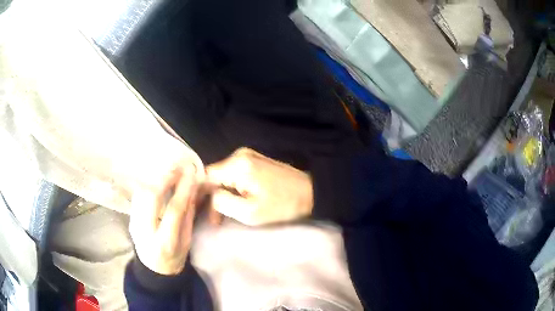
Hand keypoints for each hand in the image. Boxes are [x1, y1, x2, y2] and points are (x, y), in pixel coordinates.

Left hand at [129, 164, 199, 274]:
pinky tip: (158, 177)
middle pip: (151, 197)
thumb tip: (192, 190)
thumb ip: (188, 216)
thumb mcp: (187, 241)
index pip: (174, 211)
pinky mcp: (130, 218)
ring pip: (141, 193)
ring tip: (169, 168)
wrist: (154, 268)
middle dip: (166, 178)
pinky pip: (138, 195)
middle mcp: (146, 231)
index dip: (183, 190)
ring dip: (156, 177)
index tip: (192, 174)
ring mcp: (134, 223)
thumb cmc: (175, 258)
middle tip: (179, 166)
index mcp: (165, 242)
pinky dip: (148, 183)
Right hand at [206, 148, 312, 225]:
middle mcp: (239, 155)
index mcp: (237, 165)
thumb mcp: (250, 212)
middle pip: (214, 175)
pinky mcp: (254, 160)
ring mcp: (248, 155)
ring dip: (222, 194)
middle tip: (216, 220)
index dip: (200, 194)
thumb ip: (223, 203)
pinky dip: (231, 188)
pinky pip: (234, 174)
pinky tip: (234, 202)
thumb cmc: (282, 205)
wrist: (310, 193)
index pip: (206, 176)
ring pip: (223, 175)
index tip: (201, 212)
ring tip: (224, 215)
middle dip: (212, 197)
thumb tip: (211, 196)